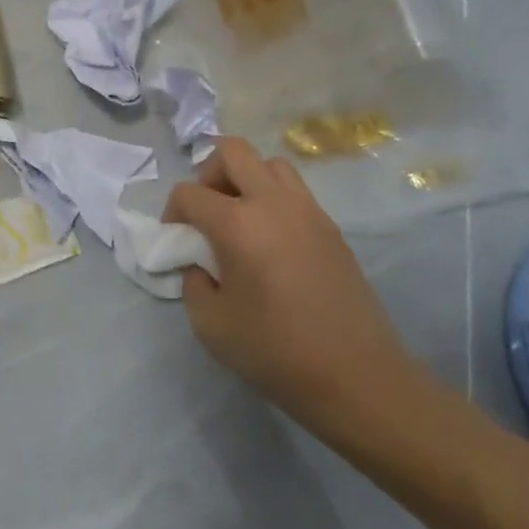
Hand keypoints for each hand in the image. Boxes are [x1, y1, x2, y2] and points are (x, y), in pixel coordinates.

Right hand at [163, 138, 417, 437]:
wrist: (356, 377)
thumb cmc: (275, 351)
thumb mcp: (209, 324)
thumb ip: (193, 282)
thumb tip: (201, 263)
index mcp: (237, 224)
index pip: (189, 193)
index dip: (172, 212)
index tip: (176, 240)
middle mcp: (273, 203)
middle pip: (233, 152)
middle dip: (208, 173)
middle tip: (207, 212)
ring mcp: (308, 211)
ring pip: (270, 164)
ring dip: (246, 179)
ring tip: (240, 219)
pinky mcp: (331, 228)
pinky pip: (295, 191)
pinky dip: (273, 199)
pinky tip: (271, 241)